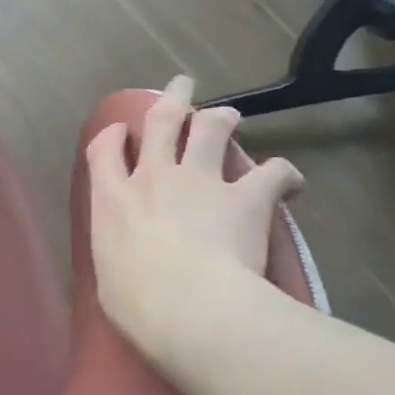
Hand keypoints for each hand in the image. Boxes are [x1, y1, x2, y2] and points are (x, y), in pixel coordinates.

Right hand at [86, 76, 302, 356]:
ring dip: (220, 118)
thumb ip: (116, 256)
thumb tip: (124, 265)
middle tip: (181, 86)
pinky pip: (272, 172)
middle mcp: (153, 176)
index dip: (111, 136)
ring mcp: (200, 181)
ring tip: (228, 116)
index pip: (104, 150)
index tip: (119, 132)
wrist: (190, 308)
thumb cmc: (136, 303)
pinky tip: (291, 185)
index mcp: (112, 198)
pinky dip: (283, 175)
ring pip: (211, 128)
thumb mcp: (108, 279)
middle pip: (160, 121)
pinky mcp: (246, 197)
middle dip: (170, 99)